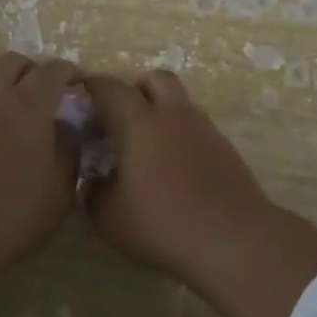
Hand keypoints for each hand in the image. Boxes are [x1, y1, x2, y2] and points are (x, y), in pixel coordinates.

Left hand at [0, 52, 81, 264]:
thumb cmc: (12, 212)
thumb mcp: (60, 191)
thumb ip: (69, 152)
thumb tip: (69, 130)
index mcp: (31, 107)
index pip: (54, 71)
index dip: (68, 71)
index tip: (76, 83)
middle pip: (13, 61)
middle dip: (30, 69)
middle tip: (37, 89)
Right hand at [81, 70, 274, 286]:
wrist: (233, 238)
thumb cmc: (163, 224)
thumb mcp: (110, 219)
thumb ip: (93, 194)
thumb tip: (93, 180)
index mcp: (140, 123)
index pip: (112, 88)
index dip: (94, 86)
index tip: (82, 95)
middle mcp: (173, 114)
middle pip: (155, 78)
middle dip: (136, 88)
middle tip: (121, 116)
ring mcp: (204, 127)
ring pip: (179, 101)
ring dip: (161, 111)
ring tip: (148, 147)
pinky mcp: (225, 147)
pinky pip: (196, 126)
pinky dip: (181, 134)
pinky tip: (174, 166)